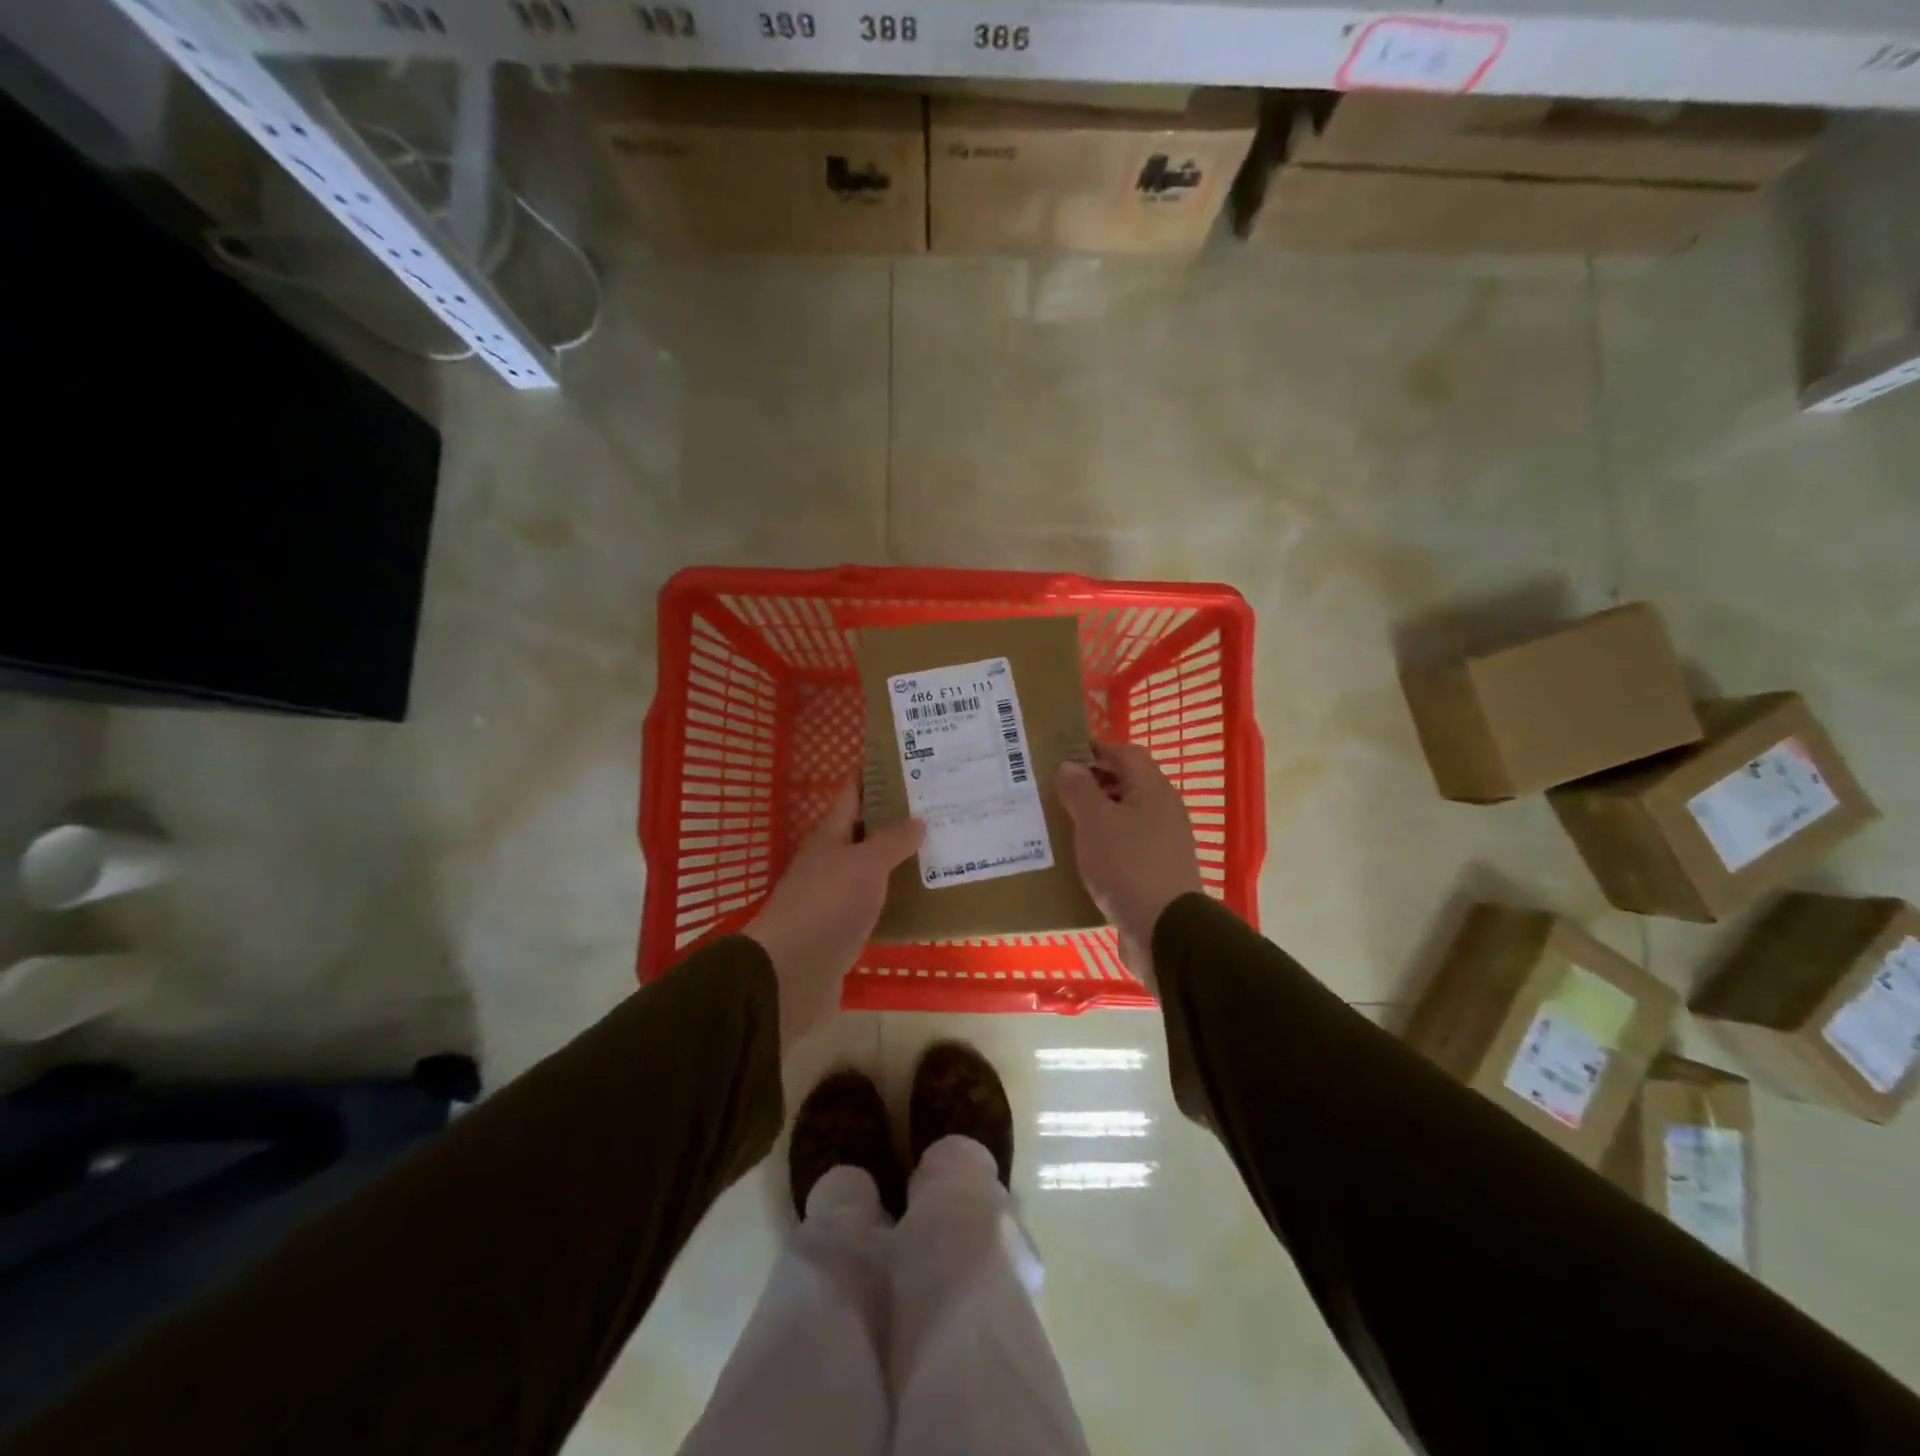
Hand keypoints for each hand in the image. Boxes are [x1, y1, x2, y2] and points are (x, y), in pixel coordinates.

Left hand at [744, 780, 923, 1053]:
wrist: (792, 972)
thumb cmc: (828, 904)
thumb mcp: (865, 864)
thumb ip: (891, 841)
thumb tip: (917, 820)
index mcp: (830, 835)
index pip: (852, 793)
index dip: (874, 775)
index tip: (907, 761)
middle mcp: (830, 860)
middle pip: (865, 831)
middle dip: (897, 818)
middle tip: (940, 807)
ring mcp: (835, 896)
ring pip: (872, 869)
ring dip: (900, 859)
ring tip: (941, 848)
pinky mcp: (843, 929)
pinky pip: (876, 904)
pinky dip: (897, 897)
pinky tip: (924, 898)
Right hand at [1056, 741, 1203, 991]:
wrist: (1164, 930)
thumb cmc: (1127, 865)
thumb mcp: (1094, 821)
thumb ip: (1079, 789)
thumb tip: (1069, 765)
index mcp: (1152, 789)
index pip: (1125, 753)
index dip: (1095, 749)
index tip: (1062, 756)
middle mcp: (1163, 810)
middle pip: (1125, 784)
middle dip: (1091, 784)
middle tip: (1054, 790)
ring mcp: (1163, 843)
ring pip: (1124, 817)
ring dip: (1095, 816)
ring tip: (1060, 823)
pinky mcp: (1156, 872)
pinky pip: (1126, 846)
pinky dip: (1104, 844)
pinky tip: (1080, 857)